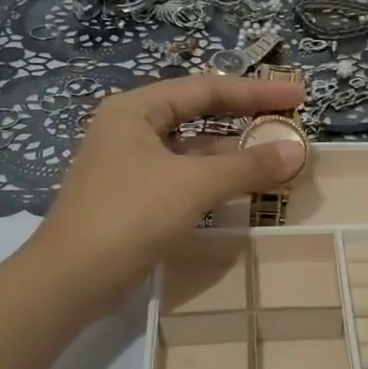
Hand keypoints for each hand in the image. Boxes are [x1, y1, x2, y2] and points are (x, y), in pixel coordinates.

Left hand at [27, 73, 305, 317]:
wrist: (70, 280)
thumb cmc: (128, 216)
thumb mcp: (192, 185)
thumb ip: (247, 166)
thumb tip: (297, 151)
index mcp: (135, 110)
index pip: (205, 88)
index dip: (255, 90)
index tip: (297, 95)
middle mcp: (130, 130)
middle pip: (198, 113)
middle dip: (244, 117)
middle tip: (288, 120)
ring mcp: (130, 165)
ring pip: (192, 149)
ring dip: (232, 152)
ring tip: (275, 155)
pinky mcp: (134, 198)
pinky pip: (184, 177)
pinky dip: (214, 179)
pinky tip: (242, 188)